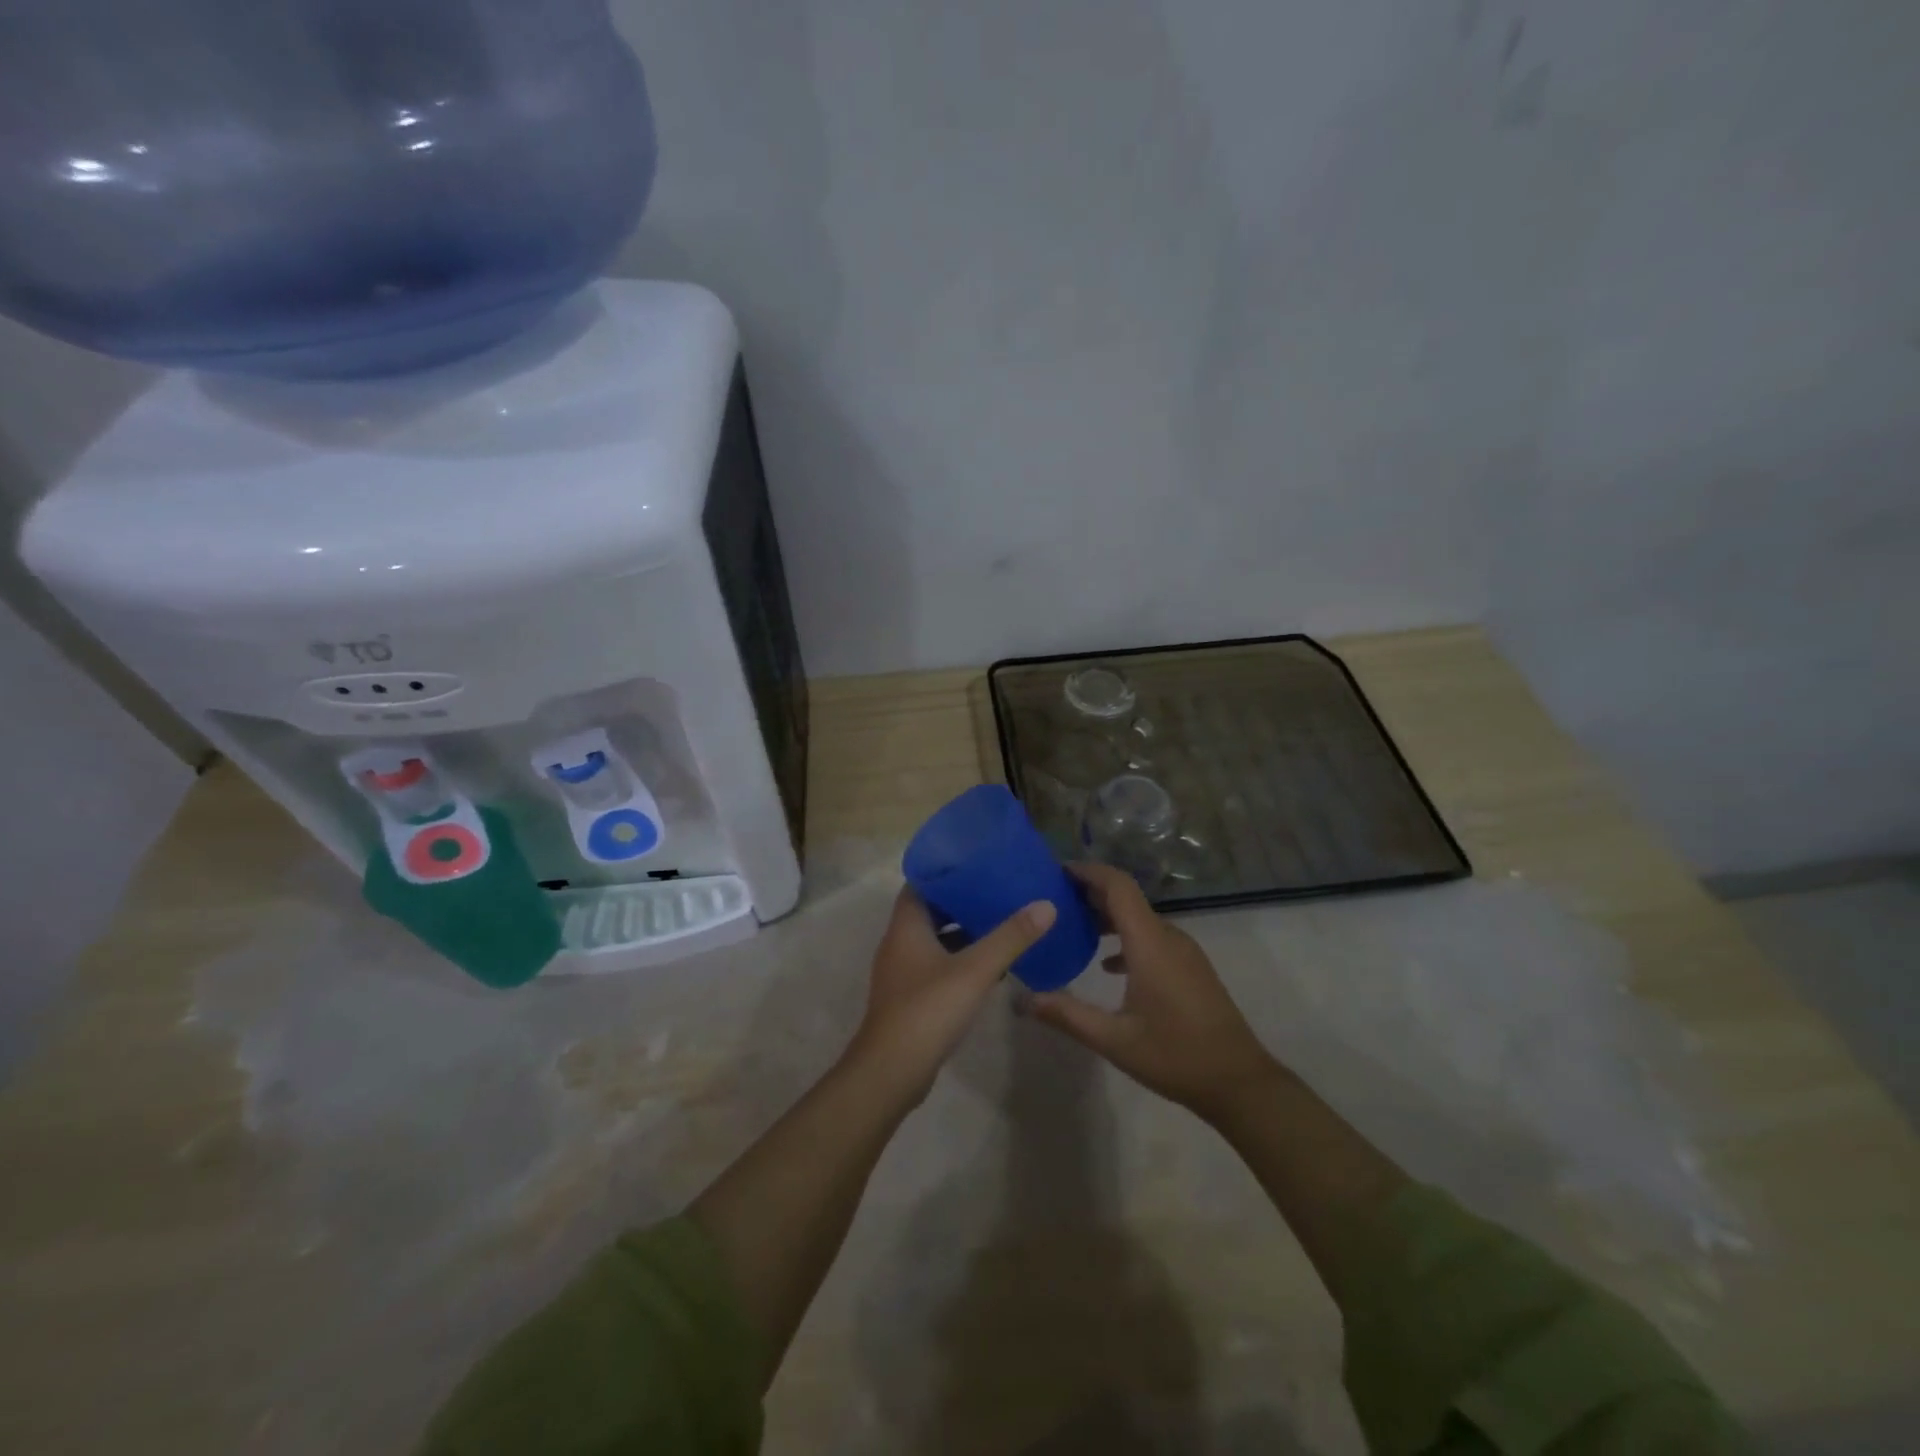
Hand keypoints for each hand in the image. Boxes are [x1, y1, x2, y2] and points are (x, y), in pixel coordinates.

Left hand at [846, 885, 1056, 1104]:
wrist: (892, 1071)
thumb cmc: (928, 1009)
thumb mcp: (975, 969)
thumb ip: (1011, 936)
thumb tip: (1046, 904)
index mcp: (906, 925)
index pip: (922, 883)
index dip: (947, 871)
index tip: (979, 863)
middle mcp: (900, 942)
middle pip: (931, 910)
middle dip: (963, 901)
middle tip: (999, 891)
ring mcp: (903, 972)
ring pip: (936, 940)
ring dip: (964, 932)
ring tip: (1002, 923)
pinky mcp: (911, 997)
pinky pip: (938, 965)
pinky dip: (961, 959)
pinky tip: (991, 967)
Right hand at [1030, 862, 1281, 1122]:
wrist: (1239, 1082)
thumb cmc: (1175, 1056)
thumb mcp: (1114, 1040)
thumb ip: (1067, 1015)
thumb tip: (1022, 999)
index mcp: (1149, 943)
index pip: (1118, 886)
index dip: (1088, 872)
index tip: (1057, 871)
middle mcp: (1168, 937)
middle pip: (1126, 898)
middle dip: (1090, 892)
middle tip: (1054, 900)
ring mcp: (1184, 951)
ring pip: (1139, 918)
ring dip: (1107, 915)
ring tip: (1073, 926)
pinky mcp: (1190, 966)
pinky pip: (1152, 936)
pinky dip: (1125, 937)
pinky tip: (1106, 963)